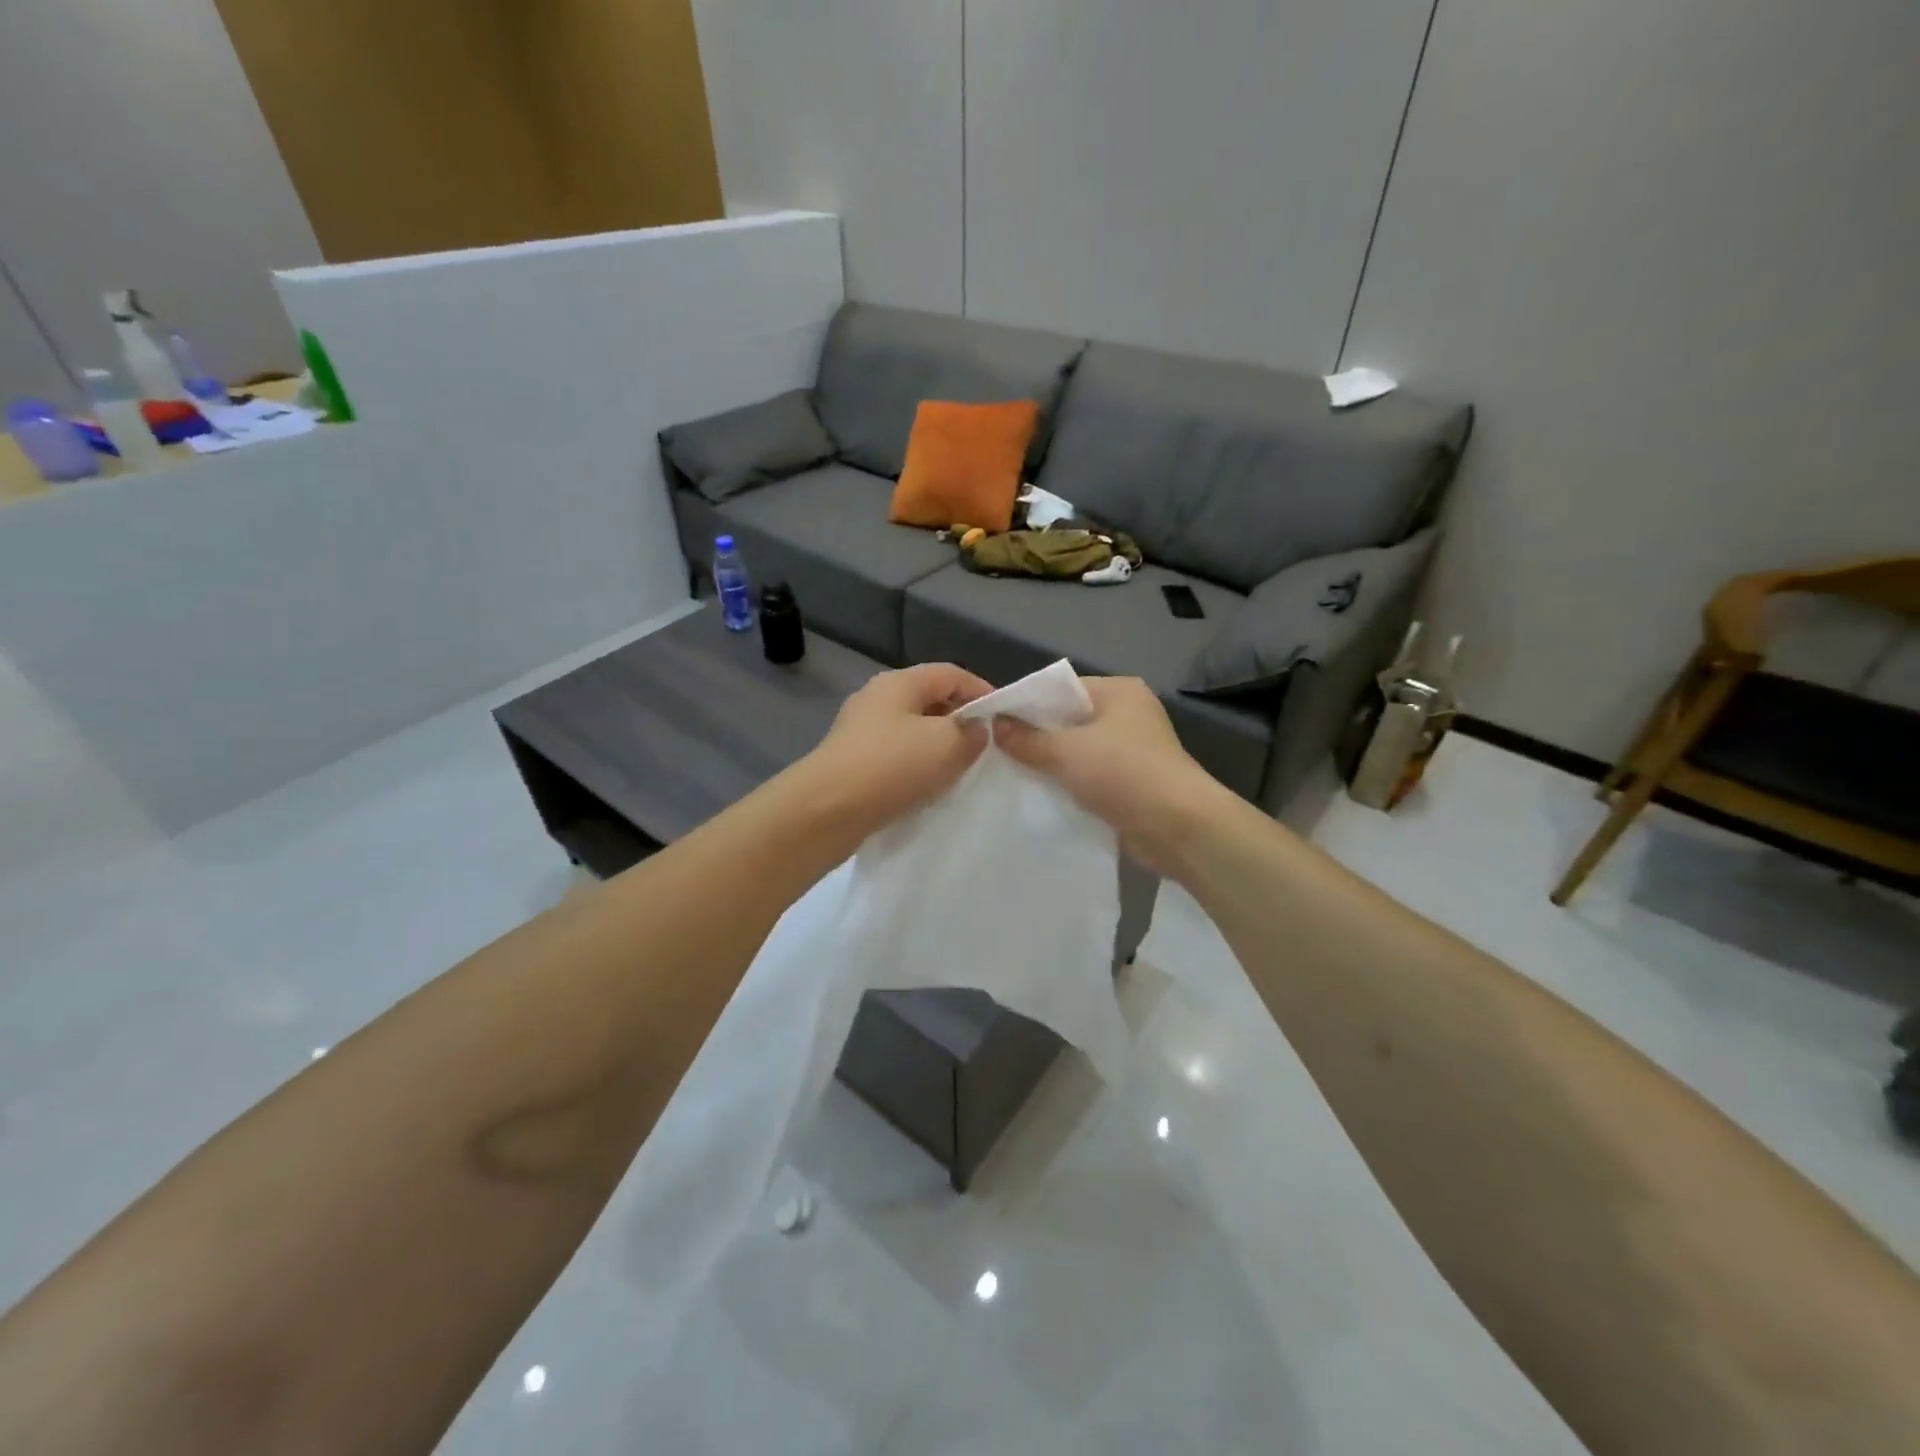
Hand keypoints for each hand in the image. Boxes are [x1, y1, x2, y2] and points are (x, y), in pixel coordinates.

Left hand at [805, 663, 993, 833]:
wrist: (827, 811)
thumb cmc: (892, 766)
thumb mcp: (947, 745)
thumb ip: (971, 733)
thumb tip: (974, 730)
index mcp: (899, 683)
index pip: (950, 674)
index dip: (982, 690)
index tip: (1004, 717)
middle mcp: (876, 699)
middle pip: (929, 700)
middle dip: (960, 720)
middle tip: (985, 746)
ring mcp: (860, 731)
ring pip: (912, 731)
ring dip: (938, 746)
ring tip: (961, 769)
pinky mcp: (852, 763)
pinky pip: (895, 757)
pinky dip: (916, 767)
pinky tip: (928, 788)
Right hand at [994, 677, 1234, 875]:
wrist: (1178, 827)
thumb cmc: (1123, 773)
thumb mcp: (1066, 751)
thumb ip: (1027, 739)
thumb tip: (996, 725)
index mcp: (1118, 691)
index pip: (1062, 688)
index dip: (1027, 704)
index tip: (993, 723)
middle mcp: (1128, 714)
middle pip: (1069, 719)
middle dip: (1037, 736)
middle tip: (997, 751)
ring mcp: (1133, 749)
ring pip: (1079, 750)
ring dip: (1052, 763)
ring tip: (1013, 774)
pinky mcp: (1133, 782)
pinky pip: (1090, 776)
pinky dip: (1069, 783)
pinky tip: (1042, 795)